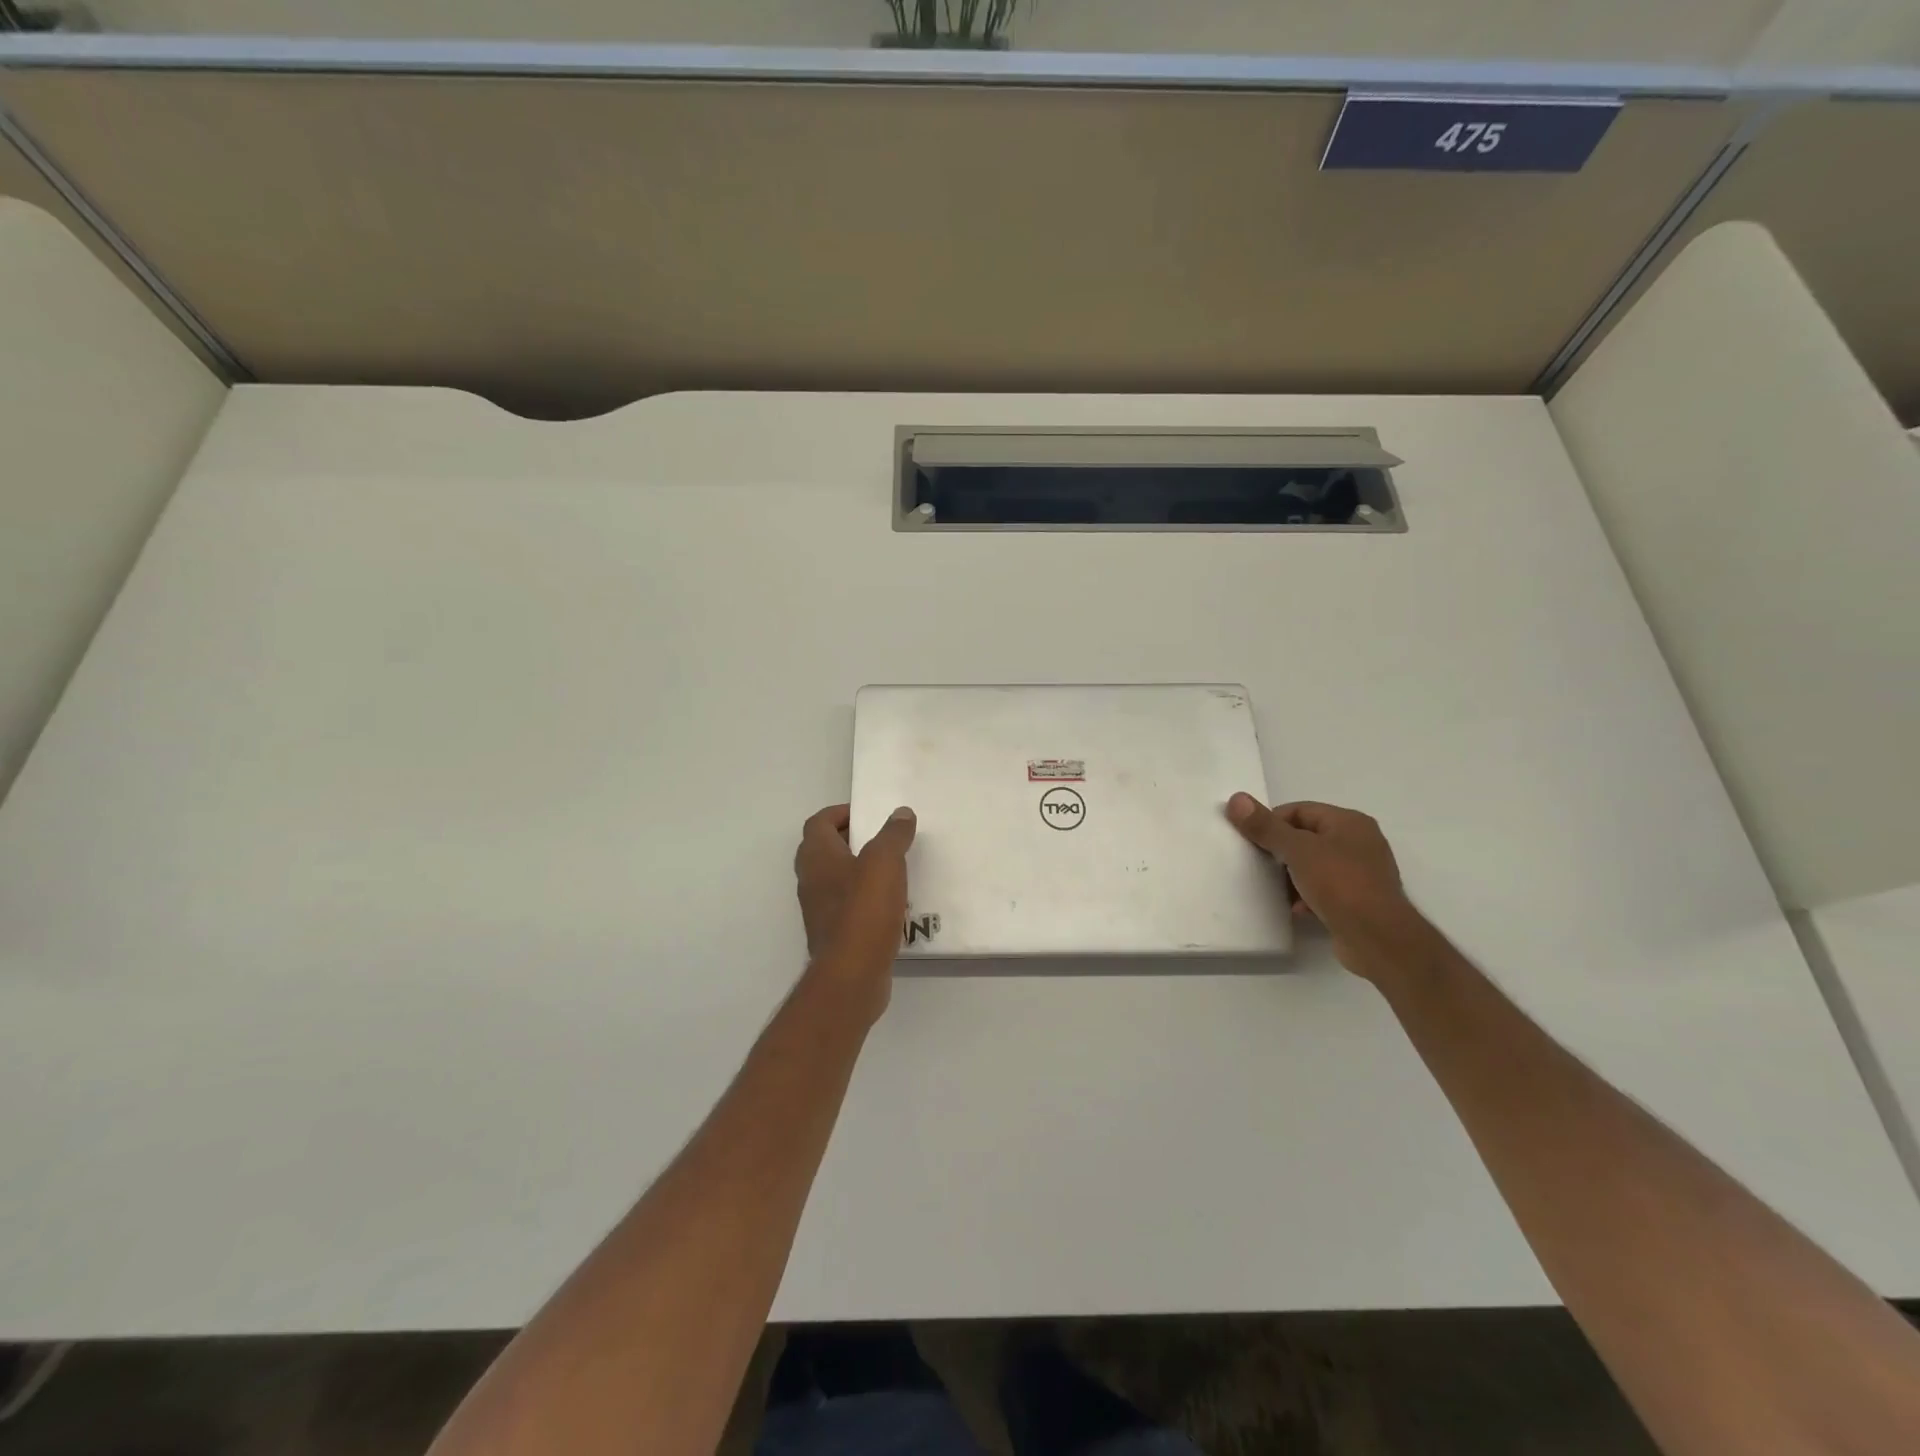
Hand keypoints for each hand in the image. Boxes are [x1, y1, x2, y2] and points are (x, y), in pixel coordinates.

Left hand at [793, 803, 916, 1021]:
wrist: (852, 975)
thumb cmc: (864, 910)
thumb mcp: (885, 862)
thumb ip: (893, 834)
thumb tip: (900, 813)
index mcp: (817, 857)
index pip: (818, 823)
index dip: (839, 813)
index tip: (866, 814)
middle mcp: (810, 881)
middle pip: (823, 850)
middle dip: (849, 839)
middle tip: (880, 838)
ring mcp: (819, 910)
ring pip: (834, 879)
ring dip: (857, 870)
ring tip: (891, 869)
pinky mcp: (833, 934)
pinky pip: (846, 906)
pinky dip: (863, 898)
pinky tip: (890, 904)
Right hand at [1225, 795, 1426, 981]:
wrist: (1378, 938)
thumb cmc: (1340, 884)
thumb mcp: (1297, 850)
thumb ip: (1266, 826)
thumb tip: (1237, 799)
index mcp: (1350, 822)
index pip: (1299, 810)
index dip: (1272, 822)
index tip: (1251, 840)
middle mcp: (1360, 842)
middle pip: (1307, 837)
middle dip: (1281, 851)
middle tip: (1258, 863)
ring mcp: (1362, 873)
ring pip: (1314, 865)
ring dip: (1292, 875)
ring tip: (1274, 888)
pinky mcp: (1360, 900)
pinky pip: (1325, 889)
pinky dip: (1307, 895)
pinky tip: (1295, 908)